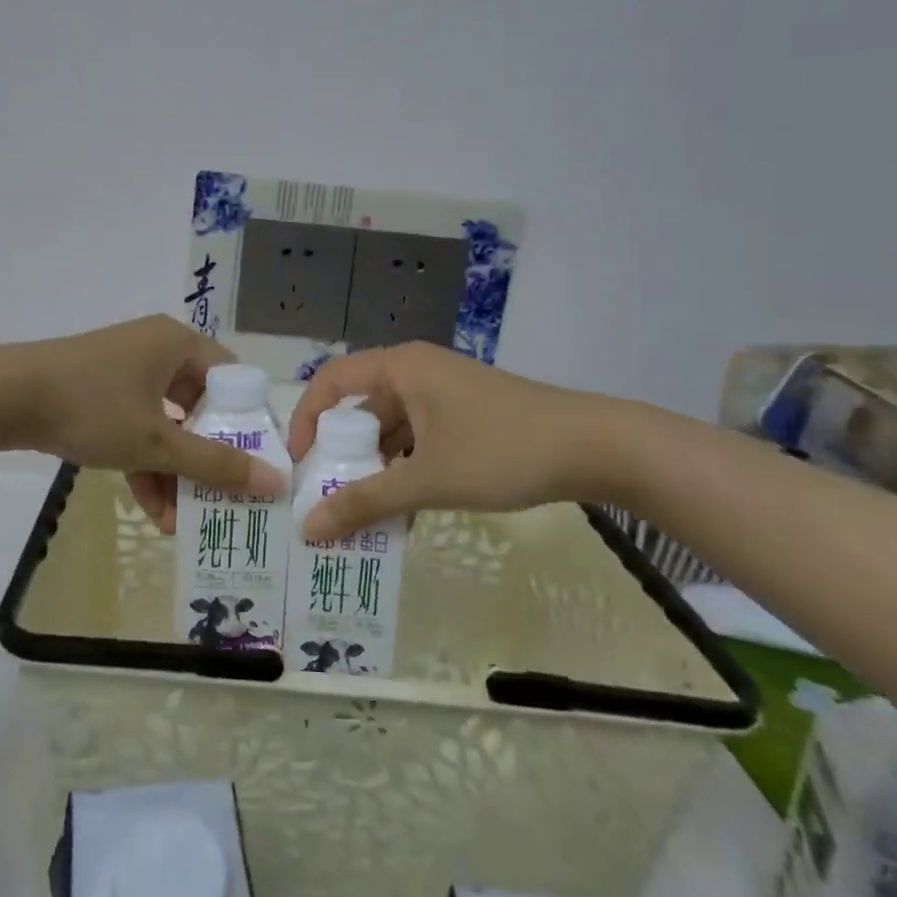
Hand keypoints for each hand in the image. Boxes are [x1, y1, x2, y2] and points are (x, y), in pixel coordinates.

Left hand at [6, 315, 284, 531]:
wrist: (4, 397)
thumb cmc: (92, 407)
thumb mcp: (156, 442)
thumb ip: (215, 464)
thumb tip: (275, 483)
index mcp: (178, 343)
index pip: (231, 380)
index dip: (246, 424)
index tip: (253, 466)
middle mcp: (156, 349)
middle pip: (198, 406)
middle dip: (205, 459)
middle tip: (219, 498)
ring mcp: (125, 370)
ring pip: (165, 422)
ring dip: (173, 470)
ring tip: (180, 520)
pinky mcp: (100, 390)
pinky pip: (136, 425)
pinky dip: (144, 461)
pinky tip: (151, 508)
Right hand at [286, 342, 630, 542]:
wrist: (596, 447)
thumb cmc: (502, 450)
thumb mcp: (428, 479)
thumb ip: (366, 502)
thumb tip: (308, 529)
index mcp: (400, 368)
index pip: (331, 382)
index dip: (306, 419)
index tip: (300, 465)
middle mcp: (416, 373)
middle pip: (361, 409)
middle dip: (343, 455)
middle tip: (328, 500)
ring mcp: (444, 395)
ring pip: (392, 431)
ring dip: (377, 470)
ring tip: (363, 516)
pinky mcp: (466, 417)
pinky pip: (419, 441)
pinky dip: (407, 471)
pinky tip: (406, 514)